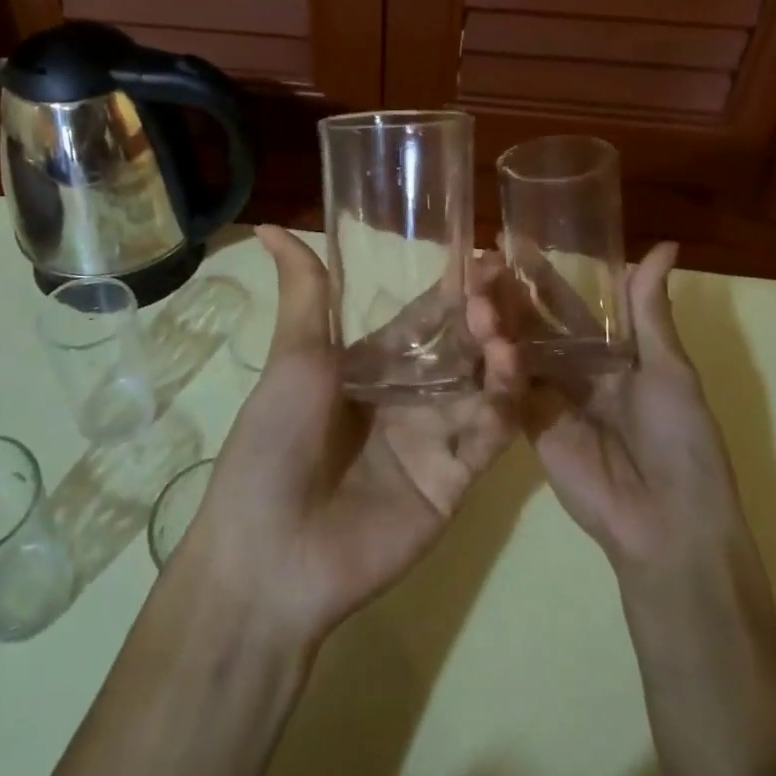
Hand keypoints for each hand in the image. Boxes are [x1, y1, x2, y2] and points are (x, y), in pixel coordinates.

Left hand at [175, 227, 517, 646]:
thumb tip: (268, 226)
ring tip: (500, 328)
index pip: (425, 320)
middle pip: (461, 349)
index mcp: (371, 368)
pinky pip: (487, 437)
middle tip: (501, 285)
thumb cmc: (274, 441)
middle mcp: (408, 399)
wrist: (270, 550)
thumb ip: (305, 293)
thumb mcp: (294, 358)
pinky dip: (502, 405)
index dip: (454, 291)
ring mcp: (433, 440)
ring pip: (481, 388)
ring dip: (497, 355)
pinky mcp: (454, 481)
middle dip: (483, 316)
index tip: (485, 257)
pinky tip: (507, 372)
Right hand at [494, 242, 740, 578]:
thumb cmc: (681, 438)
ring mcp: (548, 397)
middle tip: (478, 259)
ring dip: (494, 321)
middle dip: (508, 294)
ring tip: (470, 287)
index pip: (568, 305)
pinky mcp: (528, 425)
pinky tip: (473, 331)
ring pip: (515, 350)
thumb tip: (664, 246)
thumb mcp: (670, 368)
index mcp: (610, 353)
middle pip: (534, 324)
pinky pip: (506, 388)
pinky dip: (492, 363)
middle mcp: (574, 370)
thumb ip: (650, 311)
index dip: (542, 276)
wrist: (667, 520)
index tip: (512, 241)